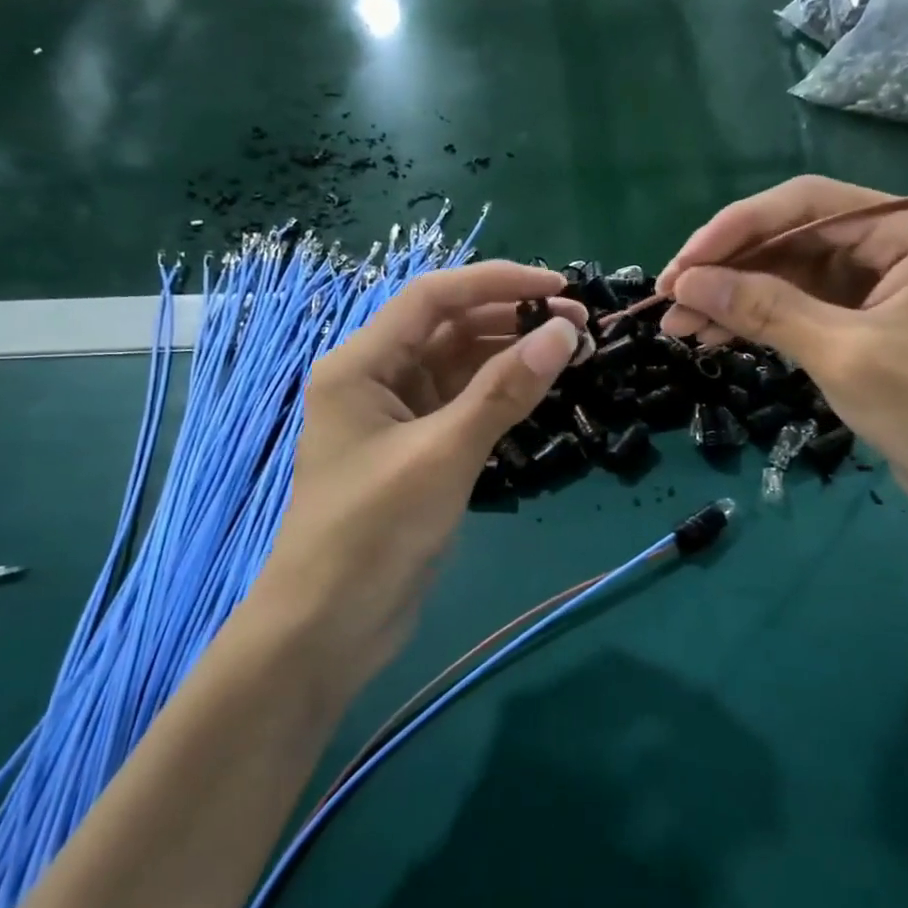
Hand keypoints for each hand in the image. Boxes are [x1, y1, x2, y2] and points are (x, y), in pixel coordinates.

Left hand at [248, 262, 585, 692]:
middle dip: (511, 319)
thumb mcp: (444, 454)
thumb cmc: (374, 531)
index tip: (558, 287)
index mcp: (361, 364)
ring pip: (461, 366)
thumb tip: (565, 333)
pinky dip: (501, 394)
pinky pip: (464, 404)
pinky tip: (540, 390)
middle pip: (449, 327)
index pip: (433, 297)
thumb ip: (505, 391)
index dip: (497, 282)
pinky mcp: (418, 451)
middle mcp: (376, 378)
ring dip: (511, 355)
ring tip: (570, 352)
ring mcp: (398, 417)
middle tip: (578, 325)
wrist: (330, 626)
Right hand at [656, 176, 907, 542]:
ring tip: (680, 328)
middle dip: (728, 269)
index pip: (804, 204)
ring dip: (735, 297)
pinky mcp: (864, 322)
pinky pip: (800, 306)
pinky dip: (759, 321)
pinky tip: (716, 337)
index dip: (734, 230)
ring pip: (789, 274)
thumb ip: (765, 309)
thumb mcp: (843, 354)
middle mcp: (894, 243)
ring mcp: (879, 284)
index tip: (681, 267)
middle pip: (792, 237)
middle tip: (670, 302)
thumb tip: (687, 283)